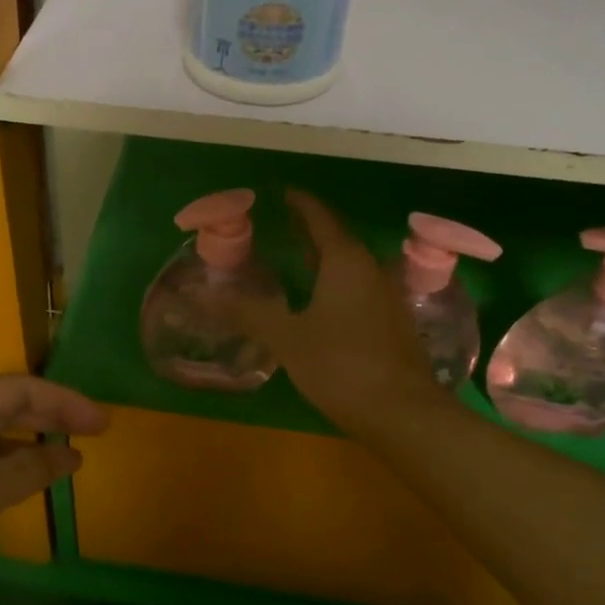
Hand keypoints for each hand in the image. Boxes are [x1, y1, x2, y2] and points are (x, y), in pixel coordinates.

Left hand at [0, 376, 106, 604]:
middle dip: (51, 416)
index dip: (67, 402)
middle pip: (6, 405)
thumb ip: (29, 470)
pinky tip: (19, 485)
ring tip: (65, 458)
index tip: (104, 424)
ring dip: (28, 442)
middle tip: (93, 434)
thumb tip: (69, 455)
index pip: (23, 389)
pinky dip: (4, 466)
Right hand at [226, 190, 449, 440]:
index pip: (320, 217)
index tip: (281, 192)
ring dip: (324, 256)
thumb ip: (247, 312)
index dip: (300, 203)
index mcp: (345, 261)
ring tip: (297, 256)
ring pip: (351, 264)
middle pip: (337, 237)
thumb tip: (200, 294)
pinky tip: (322, 299)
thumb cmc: (341, 366)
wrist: (404, 413)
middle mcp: (370, 269)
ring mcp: (386, 295)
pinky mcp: (393, 321)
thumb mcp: (287, 338)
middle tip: (283, 222)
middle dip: (310, 228)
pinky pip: (359, 285)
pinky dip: (336, 280)